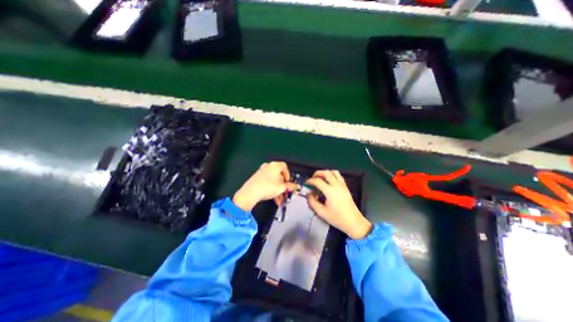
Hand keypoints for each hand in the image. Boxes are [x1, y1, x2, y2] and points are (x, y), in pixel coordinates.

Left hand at [233, 162, 299, 212]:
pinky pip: (267, 182)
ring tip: (279, 200)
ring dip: (278, 190)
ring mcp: (261, 171)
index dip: (288, 175)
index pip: (285, 167)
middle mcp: (268, 166)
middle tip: (285, 194)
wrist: (250, 193)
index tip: (289, 183)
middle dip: (283, 186)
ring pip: (273, 180)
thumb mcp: (281, 188)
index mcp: (275, 165)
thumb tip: (297, 186)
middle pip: (279, 175)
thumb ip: (290, 186)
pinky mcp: (257, 177)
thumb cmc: (267, 187)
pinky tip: (273, 199)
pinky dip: (271, 189)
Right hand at [304, 171, 371, 237]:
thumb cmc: (337, 218)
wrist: (353, 222)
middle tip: (312, 179)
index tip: (306, 183)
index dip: (310, 180)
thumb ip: (312, 202)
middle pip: (326, 173)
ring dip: (325, 173)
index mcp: (330, 191)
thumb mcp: (321, 212)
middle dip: (317, 173)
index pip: (318, 181)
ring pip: (333, 172)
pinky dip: (332, 175)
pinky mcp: (346, 187)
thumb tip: (308, 194)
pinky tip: (328, 181)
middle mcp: (336, 185)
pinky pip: (338, 176)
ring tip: (320, 178)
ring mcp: (342, 185)